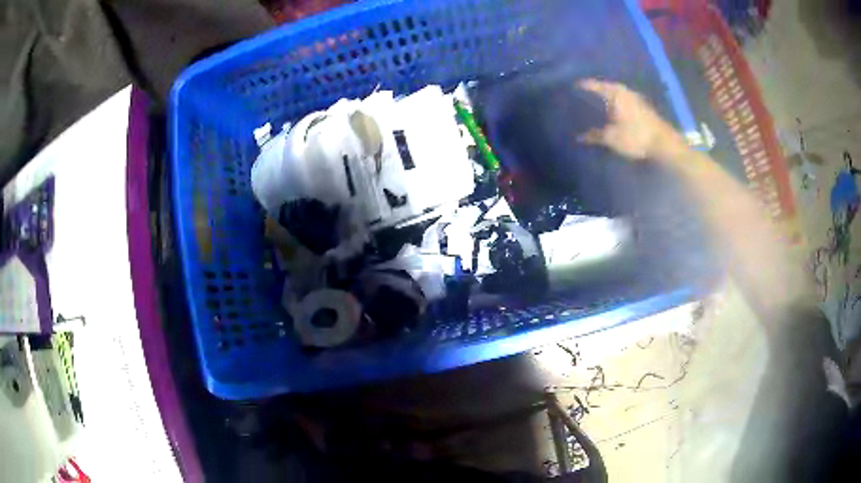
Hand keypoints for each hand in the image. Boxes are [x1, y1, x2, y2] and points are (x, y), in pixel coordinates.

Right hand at [577, 79, 684, 160]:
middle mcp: (626, 92)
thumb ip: (595, 135)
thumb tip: (579, 137)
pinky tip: (612, 112)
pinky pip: (624, 102)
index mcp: (616, 93)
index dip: (584, 86)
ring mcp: (636, 100)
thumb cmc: (635, 136)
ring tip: (596, 103)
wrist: (664, 144)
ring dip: (608, 98)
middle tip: (584, 94)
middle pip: (607, 88)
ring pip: (617, 95)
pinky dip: (616, 105)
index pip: (595, 86)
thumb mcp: (612, 138)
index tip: (574, 85)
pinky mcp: (643, 109)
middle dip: (596, 91)